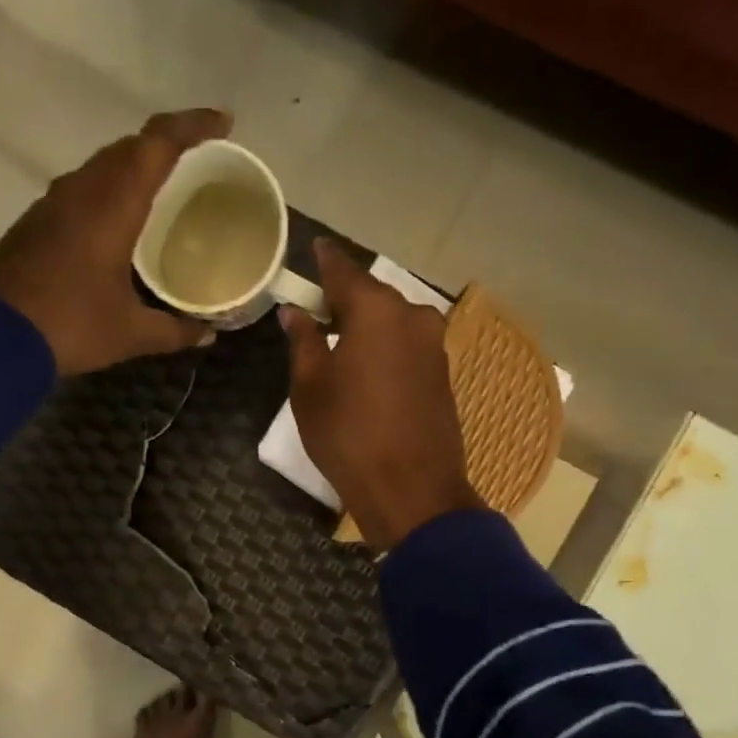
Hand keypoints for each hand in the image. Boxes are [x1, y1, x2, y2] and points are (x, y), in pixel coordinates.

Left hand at [0, 109, 229, 376]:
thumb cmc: (72, 327)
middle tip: (195, 160)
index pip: (158, 143)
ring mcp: (51, 203)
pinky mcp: (33, 222)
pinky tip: (114, 223)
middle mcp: (81, 190)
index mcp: (113, 204)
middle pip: (128, 147)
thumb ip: (174, 330)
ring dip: (132, 168)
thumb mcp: (131, 334)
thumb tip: (209, 333)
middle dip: (164, 145)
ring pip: (100, 167)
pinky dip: (106, 192)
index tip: (223, 122)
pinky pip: (79, 190)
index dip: (193, 125)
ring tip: (159, 190)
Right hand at [282, 242, 481, 550]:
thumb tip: (295, 312)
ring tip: (338, 343)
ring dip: (366, 326)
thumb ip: (303, 341)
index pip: (343, 270)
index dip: (324, 260)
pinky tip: (366, 367)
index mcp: (375, 311)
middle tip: (316, 310)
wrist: (412, 489)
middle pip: (371, 295)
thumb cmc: (348, 435)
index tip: (313, 248)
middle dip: (344, 299)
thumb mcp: (311, 388)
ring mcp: (433, 344)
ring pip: (392, 321)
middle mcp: (412, 316)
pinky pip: (406, 345)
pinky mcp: (442, 372)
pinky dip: (384, 347)